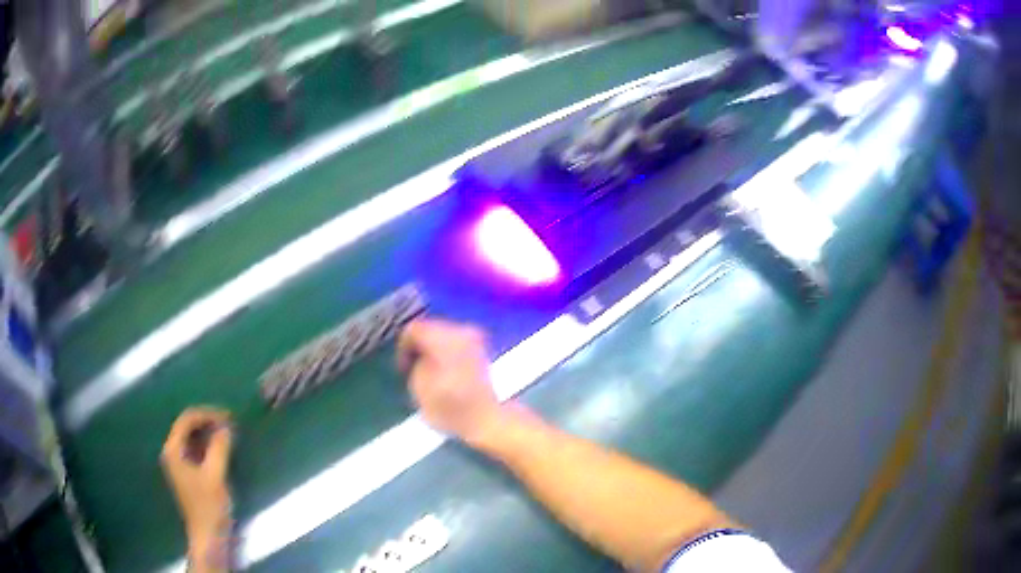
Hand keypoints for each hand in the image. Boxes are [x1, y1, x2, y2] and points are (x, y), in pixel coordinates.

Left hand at [161, 408, 232, 566]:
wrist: (208, 536)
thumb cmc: (209, 506)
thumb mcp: (215, 475)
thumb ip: (219, 448)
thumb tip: (226, 426)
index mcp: (173, 450)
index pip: (187, 420)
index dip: (207, 414)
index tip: (228, 417)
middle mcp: (172, 452)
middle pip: (188, 426)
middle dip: (208, 422)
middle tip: (231, 424)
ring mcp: (178, 463)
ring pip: (192, 438)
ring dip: (209, 433)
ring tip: (229, 434)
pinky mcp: (187, 472)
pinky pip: (196, 449)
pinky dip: (208, 445)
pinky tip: (222, 448)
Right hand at [398, 320, 505, 445]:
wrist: (486, 420)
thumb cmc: (449, 407)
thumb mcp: (418, 386)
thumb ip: (414, 363)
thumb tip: (419, 356)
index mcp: (443, 337)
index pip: (414, 329)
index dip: (403, 346)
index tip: (402, 366)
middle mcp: (461, 332)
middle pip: (431, 329)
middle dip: (420, 346)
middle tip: (412, 368)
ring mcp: (475, 340)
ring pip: (445, 336)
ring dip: (434, 350)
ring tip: (428, 373)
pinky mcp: (482, 352)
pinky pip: (457, 345)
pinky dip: (448, 355)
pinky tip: (444, 373)